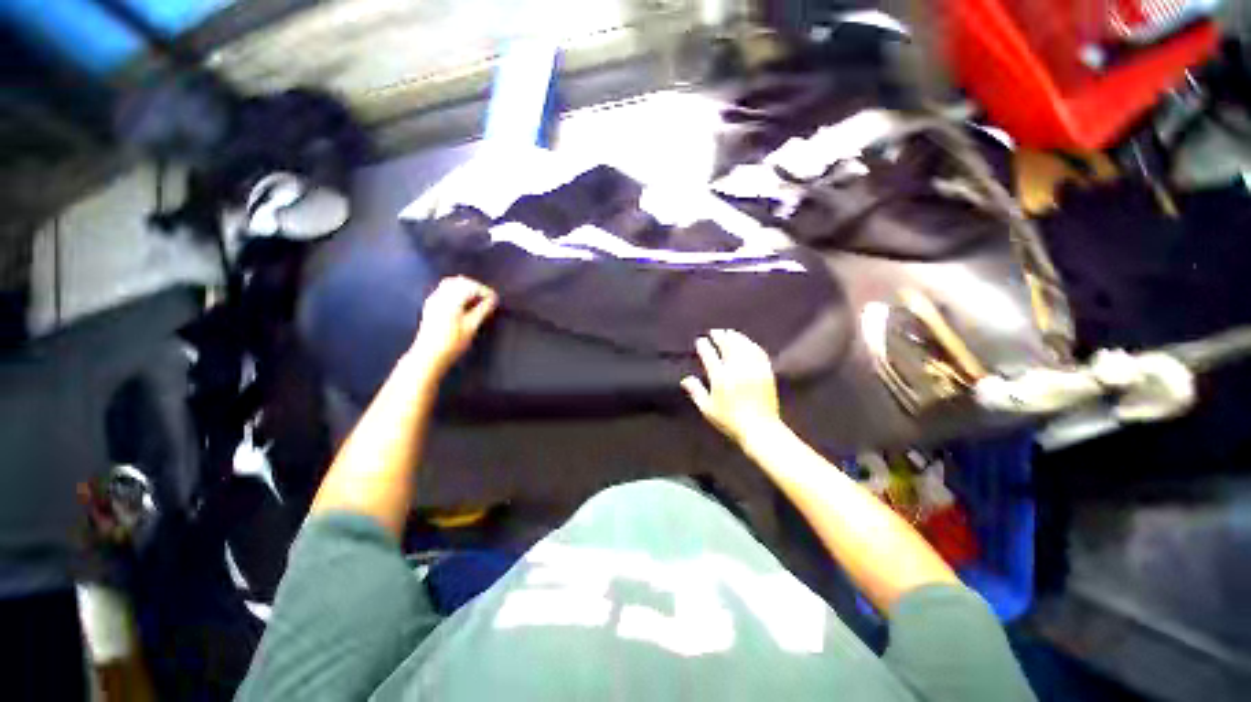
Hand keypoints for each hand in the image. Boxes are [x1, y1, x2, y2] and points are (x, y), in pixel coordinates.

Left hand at [409, 277, 497, 375]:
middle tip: (487, 299)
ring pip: (451, 284)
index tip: (495, 299)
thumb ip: (483, 310)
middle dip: (475, 287)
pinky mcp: (430, 306)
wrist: (428, 356)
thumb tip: (493, 299)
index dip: (485, 291)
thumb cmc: (452, 343)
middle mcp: (440, 296)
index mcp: (451, 300)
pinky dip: (456, 292)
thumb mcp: (471, 327)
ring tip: (476, 301)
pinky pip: (444, 291)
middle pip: (460, 281)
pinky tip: (463, 305)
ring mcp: (433, 300)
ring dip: (465, 289)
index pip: (471, 286)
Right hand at [681, 329, 783, 445]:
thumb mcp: (708, 408)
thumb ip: (696, 391)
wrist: (760, 428)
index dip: (704, 346)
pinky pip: (758, 352)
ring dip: (735, 337)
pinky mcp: (766, 372)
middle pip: (727, 345)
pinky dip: (751, 345)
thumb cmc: (730, 421)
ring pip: (743, 346)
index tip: (700, 340)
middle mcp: (737, 369)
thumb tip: (685, 379)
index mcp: (720, 378)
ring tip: (729, 332)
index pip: (710, 355)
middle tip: (715, 331)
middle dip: (720, 336)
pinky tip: (747, 343)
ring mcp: (753, 369)